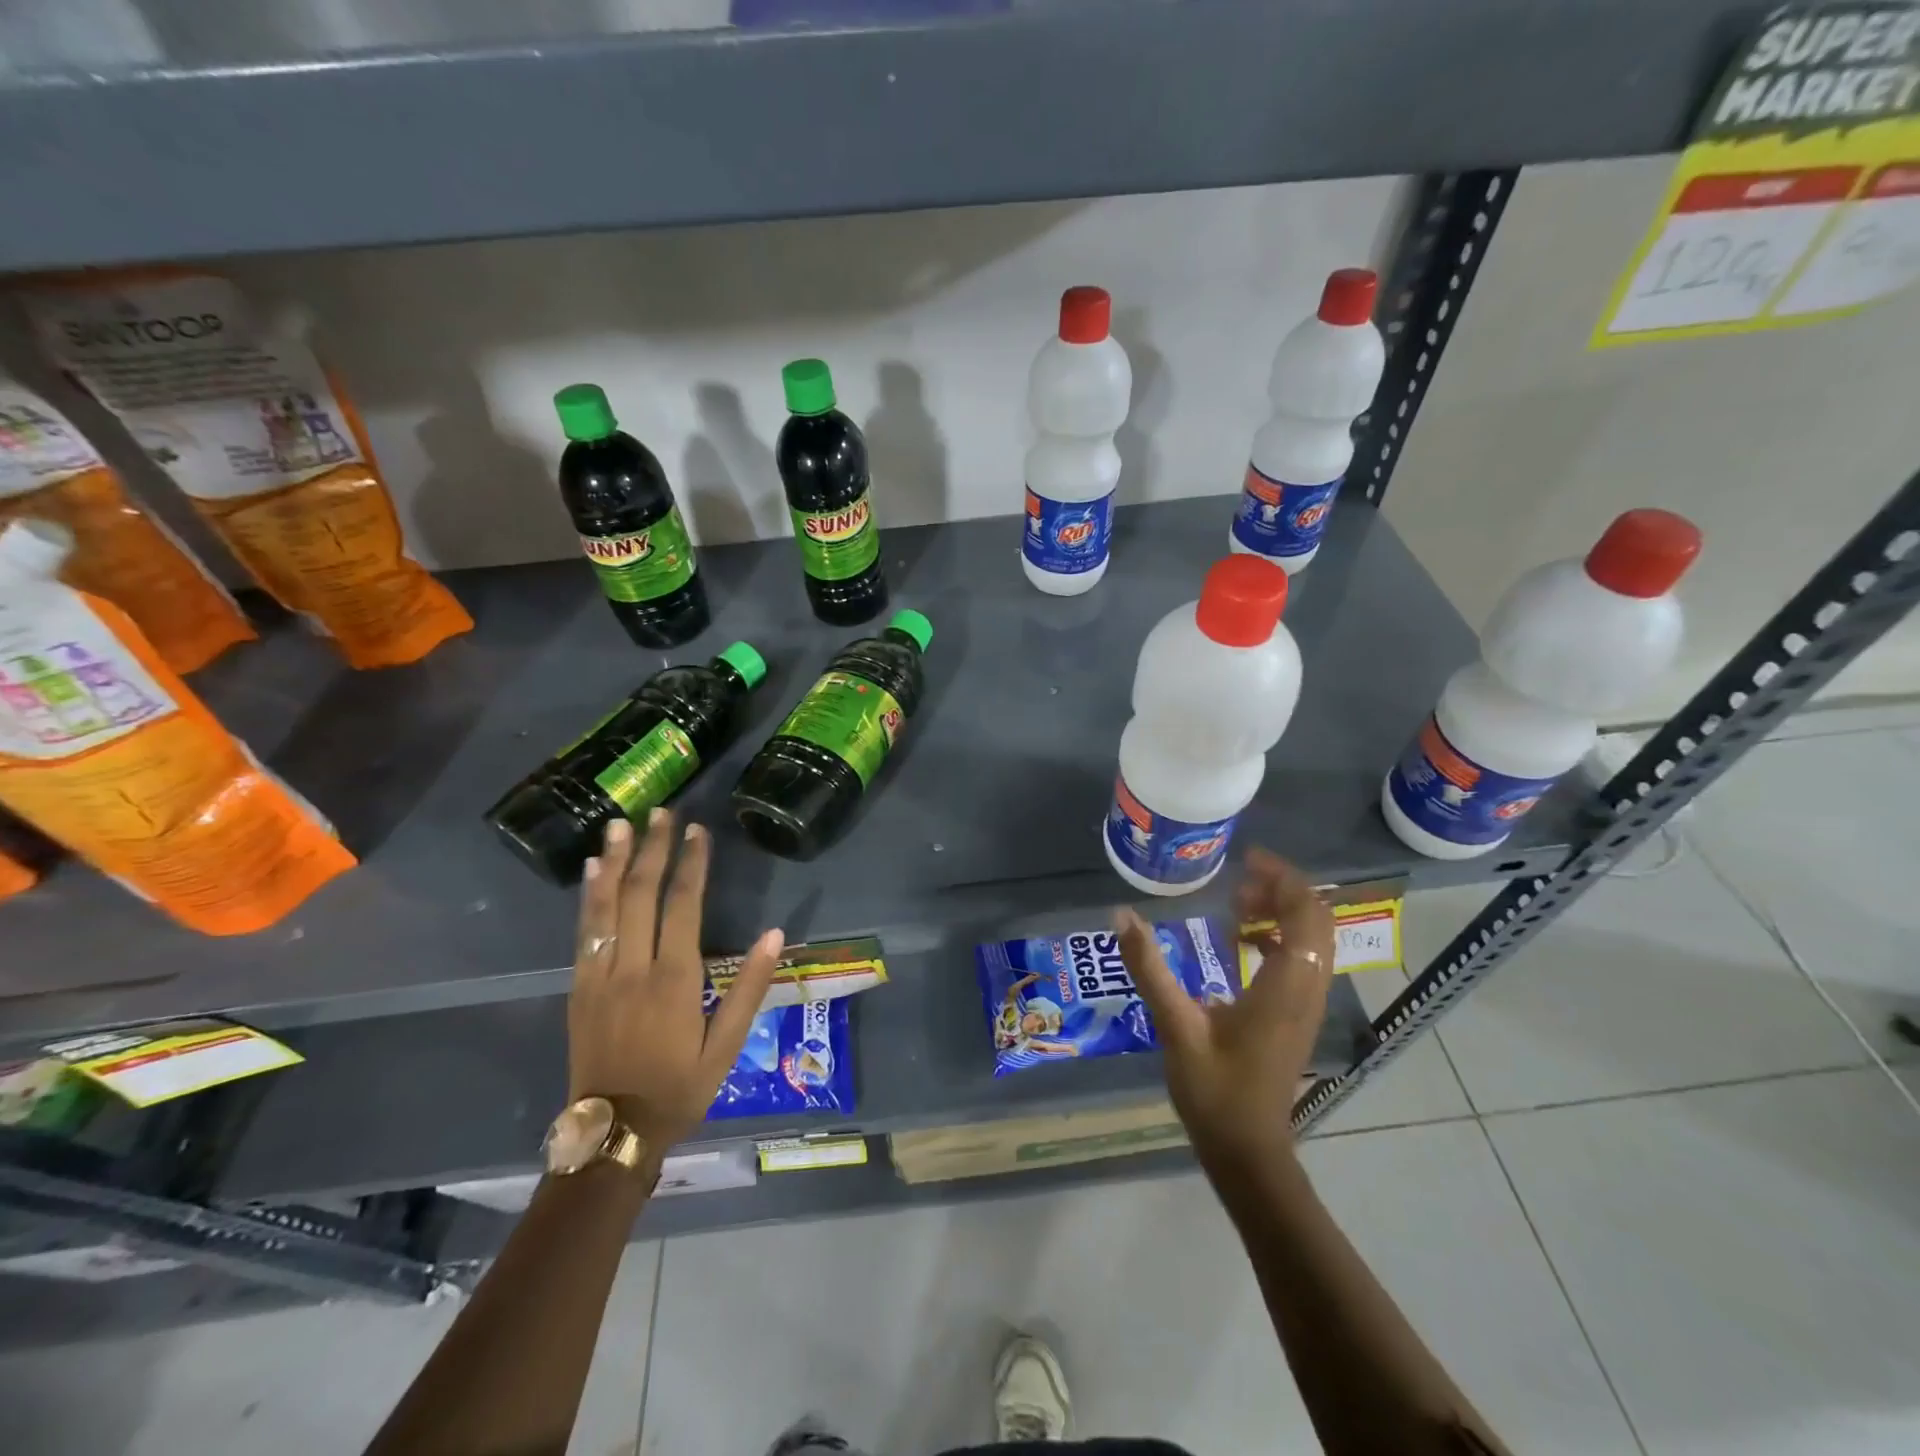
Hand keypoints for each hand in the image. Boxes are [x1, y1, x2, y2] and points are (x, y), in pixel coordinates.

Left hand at [569, 809, 784, 1148]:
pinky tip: (591, 870)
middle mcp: (634, 967)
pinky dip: (588, 895)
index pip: (683, 904)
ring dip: (613, 861)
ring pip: (605, 906)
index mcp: (675, 978)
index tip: (697, 830)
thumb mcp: (728, 1044)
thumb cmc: (680, 1086)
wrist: (613, 1131)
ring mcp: (600, 975)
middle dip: (652, 848)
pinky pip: (582, 932)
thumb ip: (749, 987)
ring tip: (619, 824)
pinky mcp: (578, 987)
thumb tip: (774, 934)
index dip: (691, 863)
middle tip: (660, 812)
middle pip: (641, 893)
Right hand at [1115, 847, 1334, 1170]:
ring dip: (1282, 913)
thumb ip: (1150, 968)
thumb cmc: (1215, 1091)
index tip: (1246, 860)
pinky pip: (1302, 960)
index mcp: (1285, 986)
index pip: (1306, 914)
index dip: (1282, 878)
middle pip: (1316, 921)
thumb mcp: (1176, 1026)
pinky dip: (1279, 938)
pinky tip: (1242, 943)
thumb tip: (1123, 915)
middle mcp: (1307, 989)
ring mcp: (1306, 1005)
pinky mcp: (1297, 1017)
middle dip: (1282, 890)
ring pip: (1313, 940)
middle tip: (1237, 881)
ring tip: (1237, 905)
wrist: (1248, 1151)